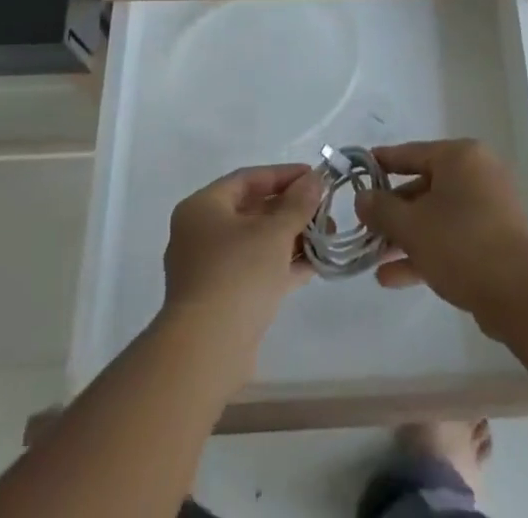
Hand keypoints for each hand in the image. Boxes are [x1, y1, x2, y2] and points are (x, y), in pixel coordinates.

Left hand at [160, 163, 322, 383]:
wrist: (207, 352)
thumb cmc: (238, 275)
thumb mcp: (274, 232)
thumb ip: (298, 203)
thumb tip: (315, 179)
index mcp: (203, 207)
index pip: (248, 179)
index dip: (284, 175)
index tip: (315, 177)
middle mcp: (200, 233)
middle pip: (252, 210)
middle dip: (291, 209)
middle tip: (325, 210)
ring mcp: (209, 269)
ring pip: (256, 243)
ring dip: (291, 238)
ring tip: (327, 236)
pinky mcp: (221, 300)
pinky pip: (255, 271)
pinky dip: (281, 265)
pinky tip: (314, 265)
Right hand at [355, 140, 527, 335]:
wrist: (520, 296)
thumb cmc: (461, 245)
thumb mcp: (411, 226)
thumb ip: (381, 209)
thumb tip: (361, 198)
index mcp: (460, 157)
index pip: (411, 152)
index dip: (381, 163)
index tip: (358, 171)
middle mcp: (476, 173)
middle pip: (423, 186)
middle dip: (392, 211)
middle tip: (364, 226)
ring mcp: (488, 207)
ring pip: (436, 215)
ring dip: (405, 236)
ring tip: (373, 257)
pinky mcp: (494, 238)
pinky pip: (451, 236)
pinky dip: (426, 250)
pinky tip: (393, 277)